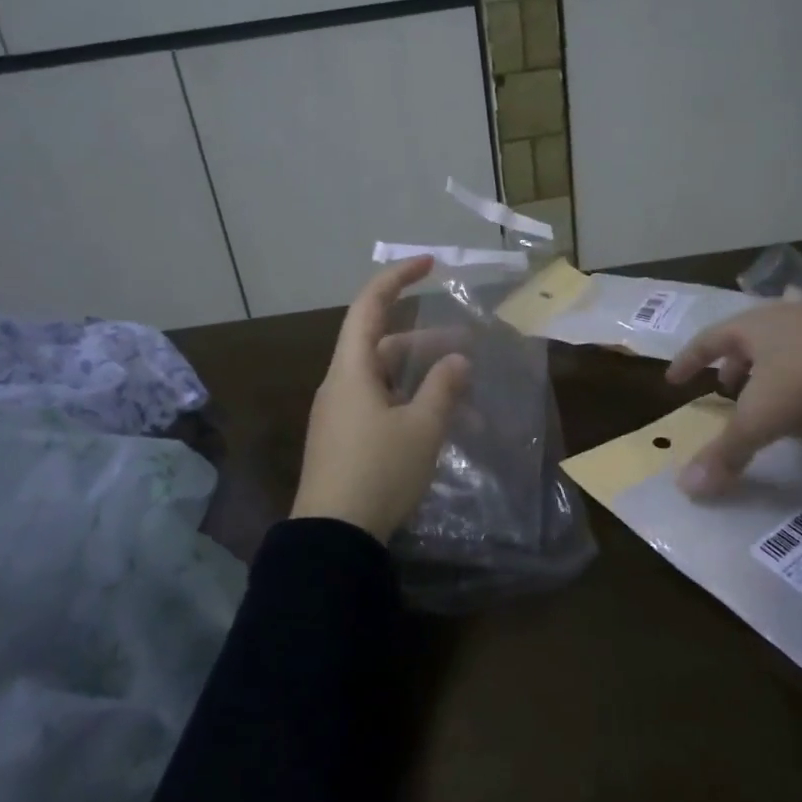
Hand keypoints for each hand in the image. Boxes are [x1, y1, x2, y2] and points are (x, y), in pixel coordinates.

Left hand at [292, 256, 471, 540]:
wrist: (333, 537)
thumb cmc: (378, 471)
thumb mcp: (422, 428)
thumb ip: (443, 388)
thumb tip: (458, 359)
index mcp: (351, 369)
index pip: (369, 306)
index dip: (397, 278)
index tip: (429, 264)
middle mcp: (340, 385)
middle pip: (382, 345)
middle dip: (426, 343)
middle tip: (468, 348)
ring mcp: (339, 415)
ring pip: (385, 380)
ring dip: (423, 380)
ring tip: (465, 395)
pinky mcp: (342, 441)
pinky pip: (379, 407)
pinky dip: (409, 405)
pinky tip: (439, 425)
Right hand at [666, 302, 801, 497]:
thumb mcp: (761, 419)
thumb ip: (725, 452)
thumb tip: (686, 488)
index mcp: (751, 327)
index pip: (707, 340)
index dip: (688, 361)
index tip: (674, 379)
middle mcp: (784, 316)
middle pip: (748, 337)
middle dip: (734, 364)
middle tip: (726, 388)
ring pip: (787, 341)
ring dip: (772, 366)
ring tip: (773, 392)